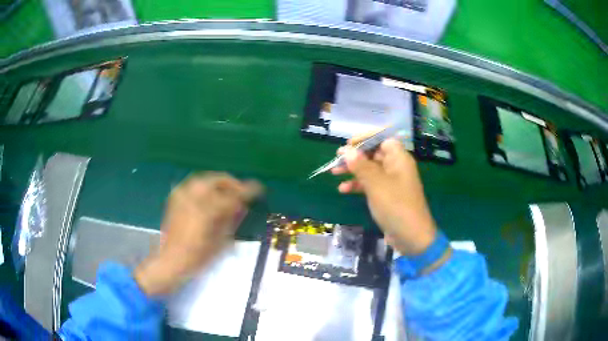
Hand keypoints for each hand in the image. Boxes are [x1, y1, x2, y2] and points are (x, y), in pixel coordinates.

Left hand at [134, 173, 261, 295]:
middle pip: (216, 180)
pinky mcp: (175, 200)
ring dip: (218, 183)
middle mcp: (192, 199)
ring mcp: (181, 197)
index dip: (246, 191)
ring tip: (227, 192)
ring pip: (203, 179)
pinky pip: (192, 185)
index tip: (258, 189)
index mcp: (206, 211)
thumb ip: (231, 220)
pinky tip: (208, 195)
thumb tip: (241, 205)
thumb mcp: (220, 243)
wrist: (170, 261)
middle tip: (241, 191)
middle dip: (231, 183)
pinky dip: (204, 186)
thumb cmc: (197, 258)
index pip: (231, 195)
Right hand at [332, 137, 436, 254]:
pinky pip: (370, 184)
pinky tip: (343, 190)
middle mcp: (396, 167)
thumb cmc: (396, 206)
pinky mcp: (387, 196)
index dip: (366, 139)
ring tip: (334, 172)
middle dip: (355, 155)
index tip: (349, 144)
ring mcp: (391, 182)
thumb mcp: (376, 184)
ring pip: (370, 169)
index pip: (383, 139)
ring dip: (353, 170)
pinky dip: (358, 185)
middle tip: (337, 158)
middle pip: (374, 154)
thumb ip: (360, 165)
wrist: (411, 236)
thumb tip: (346, 150)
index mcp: (399, 159)